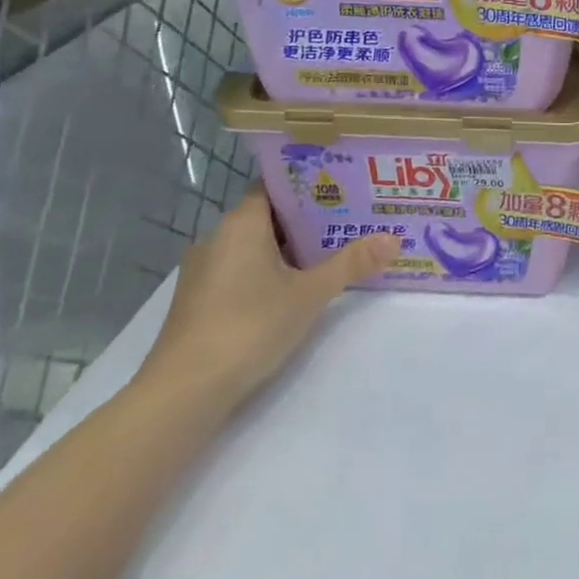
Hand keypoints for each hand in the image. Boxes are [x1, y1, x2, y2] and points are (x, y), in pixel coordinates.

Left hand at [138, 188, 399, 413]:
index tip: (343, 186)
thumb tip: (394, 238)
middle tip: (351, 218)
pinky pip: (242, 271)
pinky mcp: (200, 302)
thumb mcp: (310, 293)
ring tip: (333, 250)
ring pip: (255, 246)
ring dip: (290, 249)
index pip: (274, 186)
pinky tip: (298, 287)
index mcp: (241, 224)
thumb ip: (351, 263)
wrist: (183, 393)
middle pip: (268, 217)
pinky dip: (270, 272)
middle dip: (308, 219)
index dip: (308, 185)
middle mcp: (217, 239)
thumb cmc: (249, 326)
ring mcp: (204, 272)